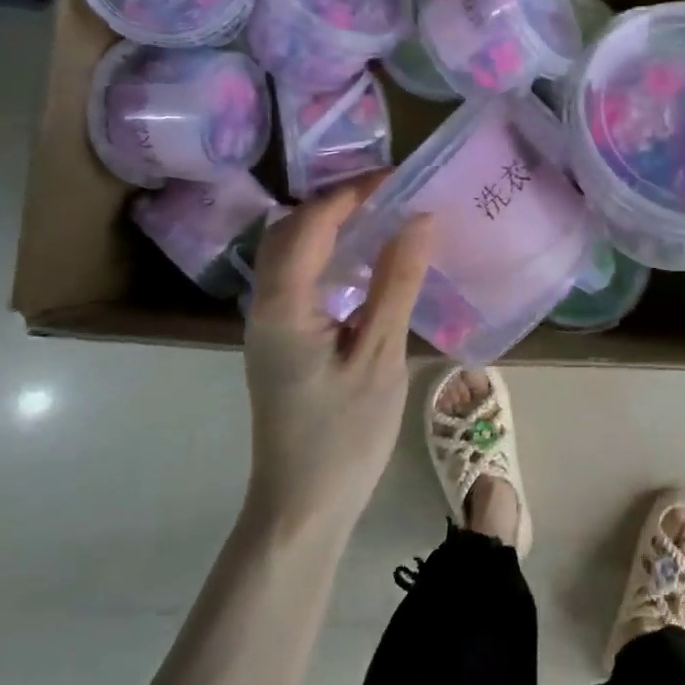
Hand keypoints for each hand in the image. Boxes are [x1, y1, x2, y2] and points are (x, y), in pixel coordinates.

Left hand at [242, 181, 432, 537]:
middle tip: (394, 194)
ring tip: (385, 217)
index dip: (352, 192)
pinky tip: (368, 264)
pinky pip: (300, 277)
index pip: (310, 224)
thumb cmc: (343, 435)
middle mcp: (265, 305)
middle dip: (338, 201)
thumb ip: (397, 284)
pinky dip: (330, 255)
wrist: (302, 506)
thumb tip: (419, 219)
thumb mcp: (380, 356)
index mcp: (283, 306)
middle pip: (289, 229)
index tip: (400, 178)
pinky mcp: (281, 340)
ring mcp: (269, 323)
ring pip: (290, 252)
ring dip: (332, 226)